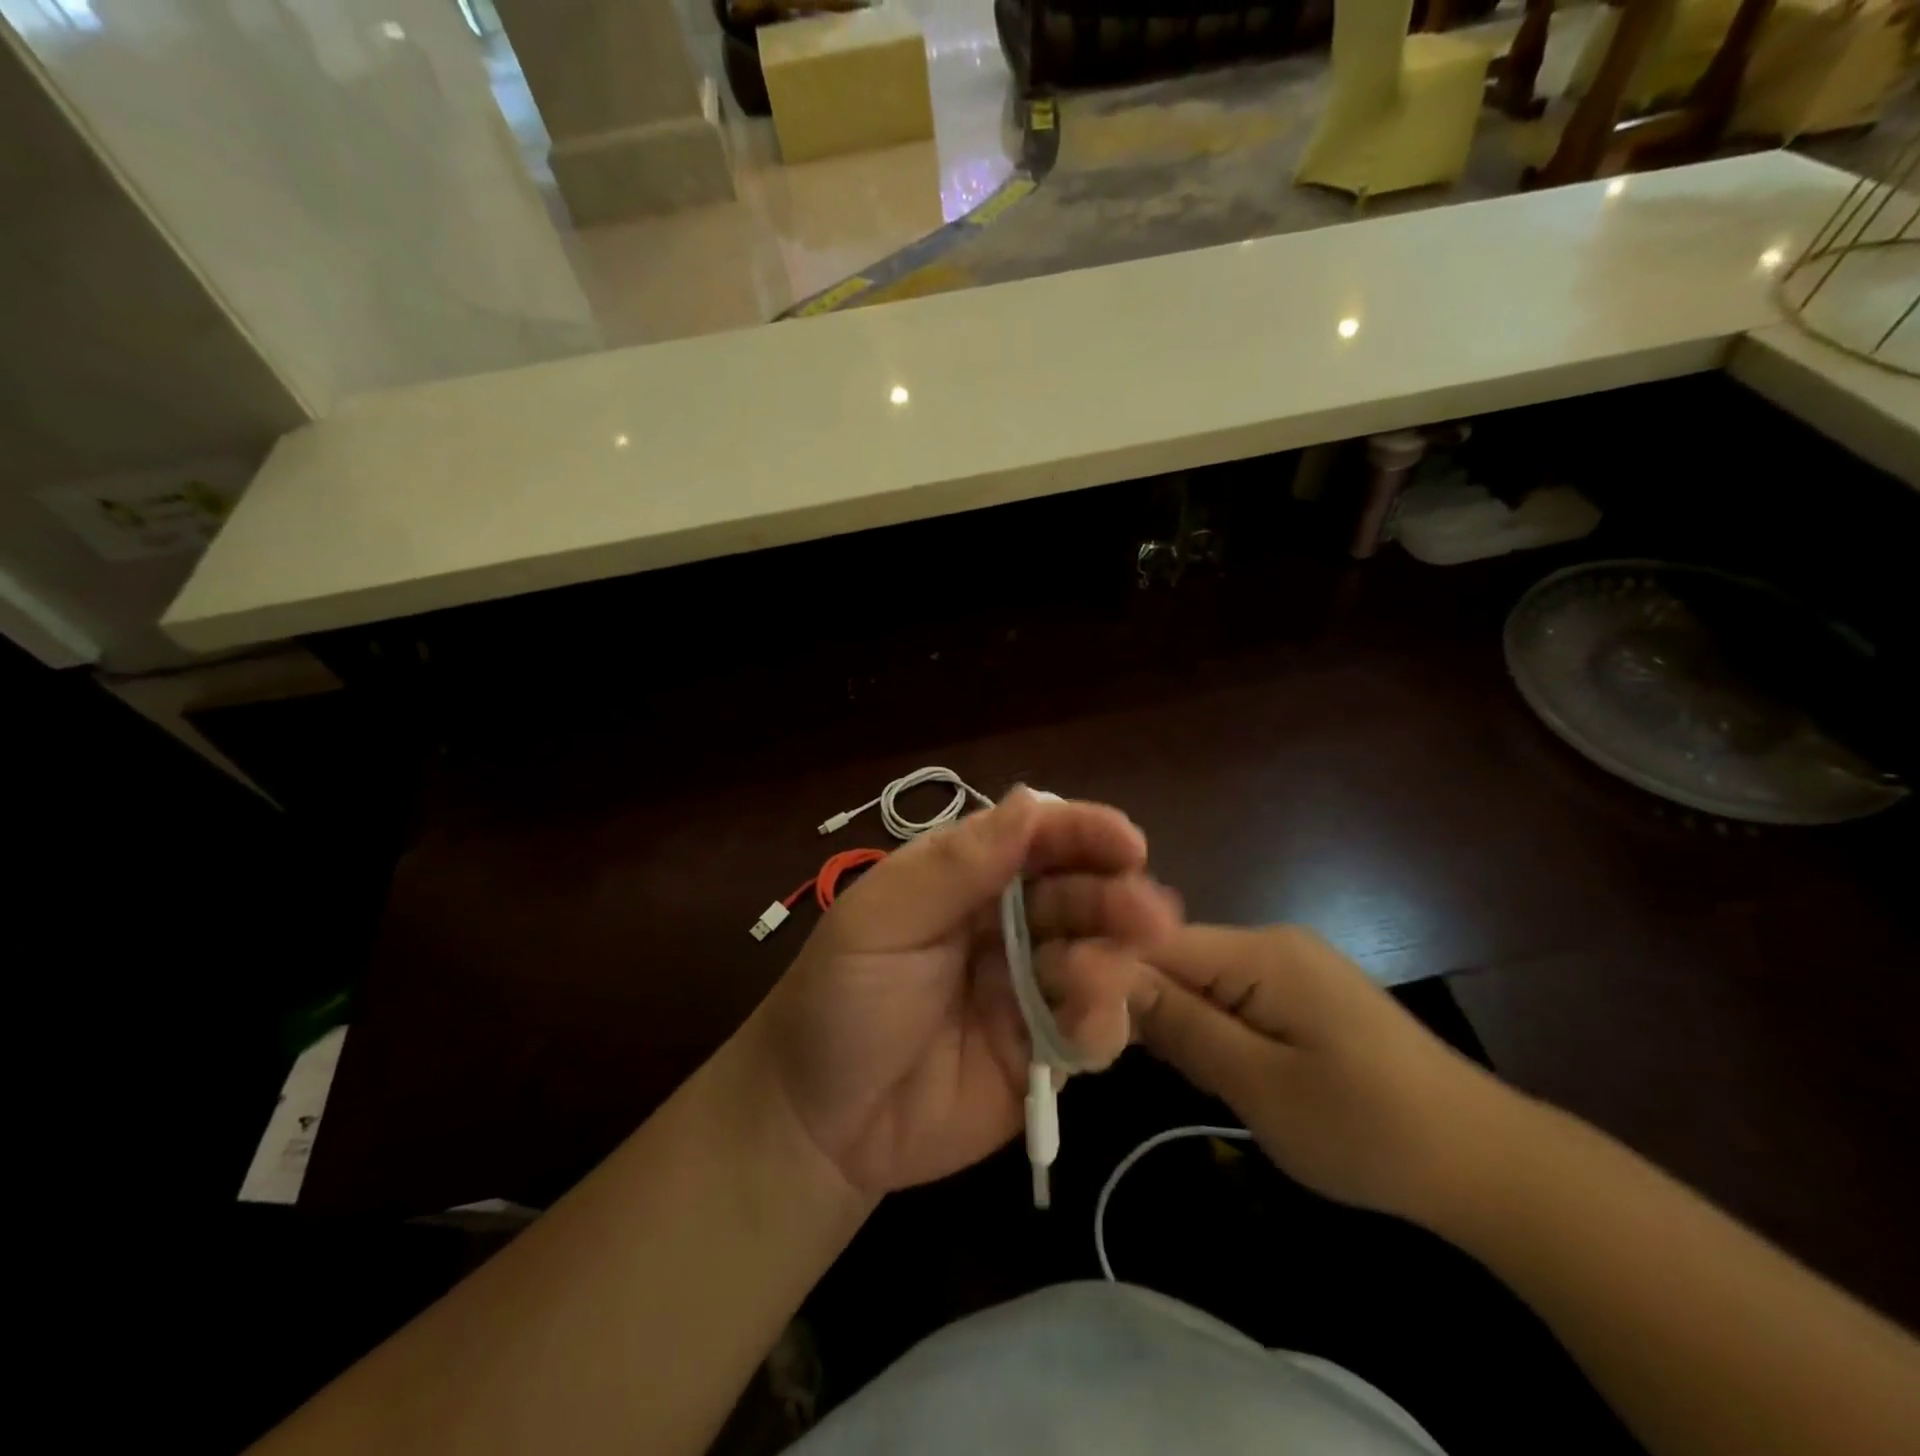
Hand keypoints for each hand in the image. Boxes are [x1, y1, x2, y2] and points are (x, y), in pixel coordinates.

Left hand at [749, 789, 1180, 1196]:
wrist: (817, 1121)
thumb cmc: (840, 998)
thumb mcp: (882, 920)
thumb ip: (957, 865)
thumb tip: (1034, 802)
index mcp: (967, 876)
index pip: (1036, 838)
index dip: (1082, 833)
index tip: (1127, 843)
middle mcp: (1008, 922)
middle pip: (1079, 894)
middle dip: (1115, 898)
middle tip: (1148, 914)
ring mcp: (1031, 987)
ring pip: (1098, 957)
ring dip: (1114, 958)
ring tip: (1099, 974)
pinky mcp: (1043, 1051)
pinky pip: (1092, 1029)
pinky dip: (1103, 1021)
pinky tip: (1087, 1025)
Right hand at [1135, 924, 1522, 1224]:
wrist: (1486, 1163)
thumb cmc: (1368, 1128)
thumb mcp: (1260, 1085)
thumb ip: (1182, 1025)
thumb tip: (1107, 976)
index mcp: (1261, 951)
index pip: (1156, 941)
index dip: (1111, 974)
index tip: (1077, 1017)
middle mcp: (1271, 942)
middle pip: (1176, 957)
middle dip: (1150, 1005)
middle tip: (1140, 1063)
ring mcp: (1291, 966)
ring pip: (1202, 980)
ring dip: (1183, 1022)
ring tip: (1191, 1077)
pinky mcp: (1304, 994)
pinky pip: (1233, 996)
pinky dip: (1214, 1029)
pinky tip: (1223, 1070)